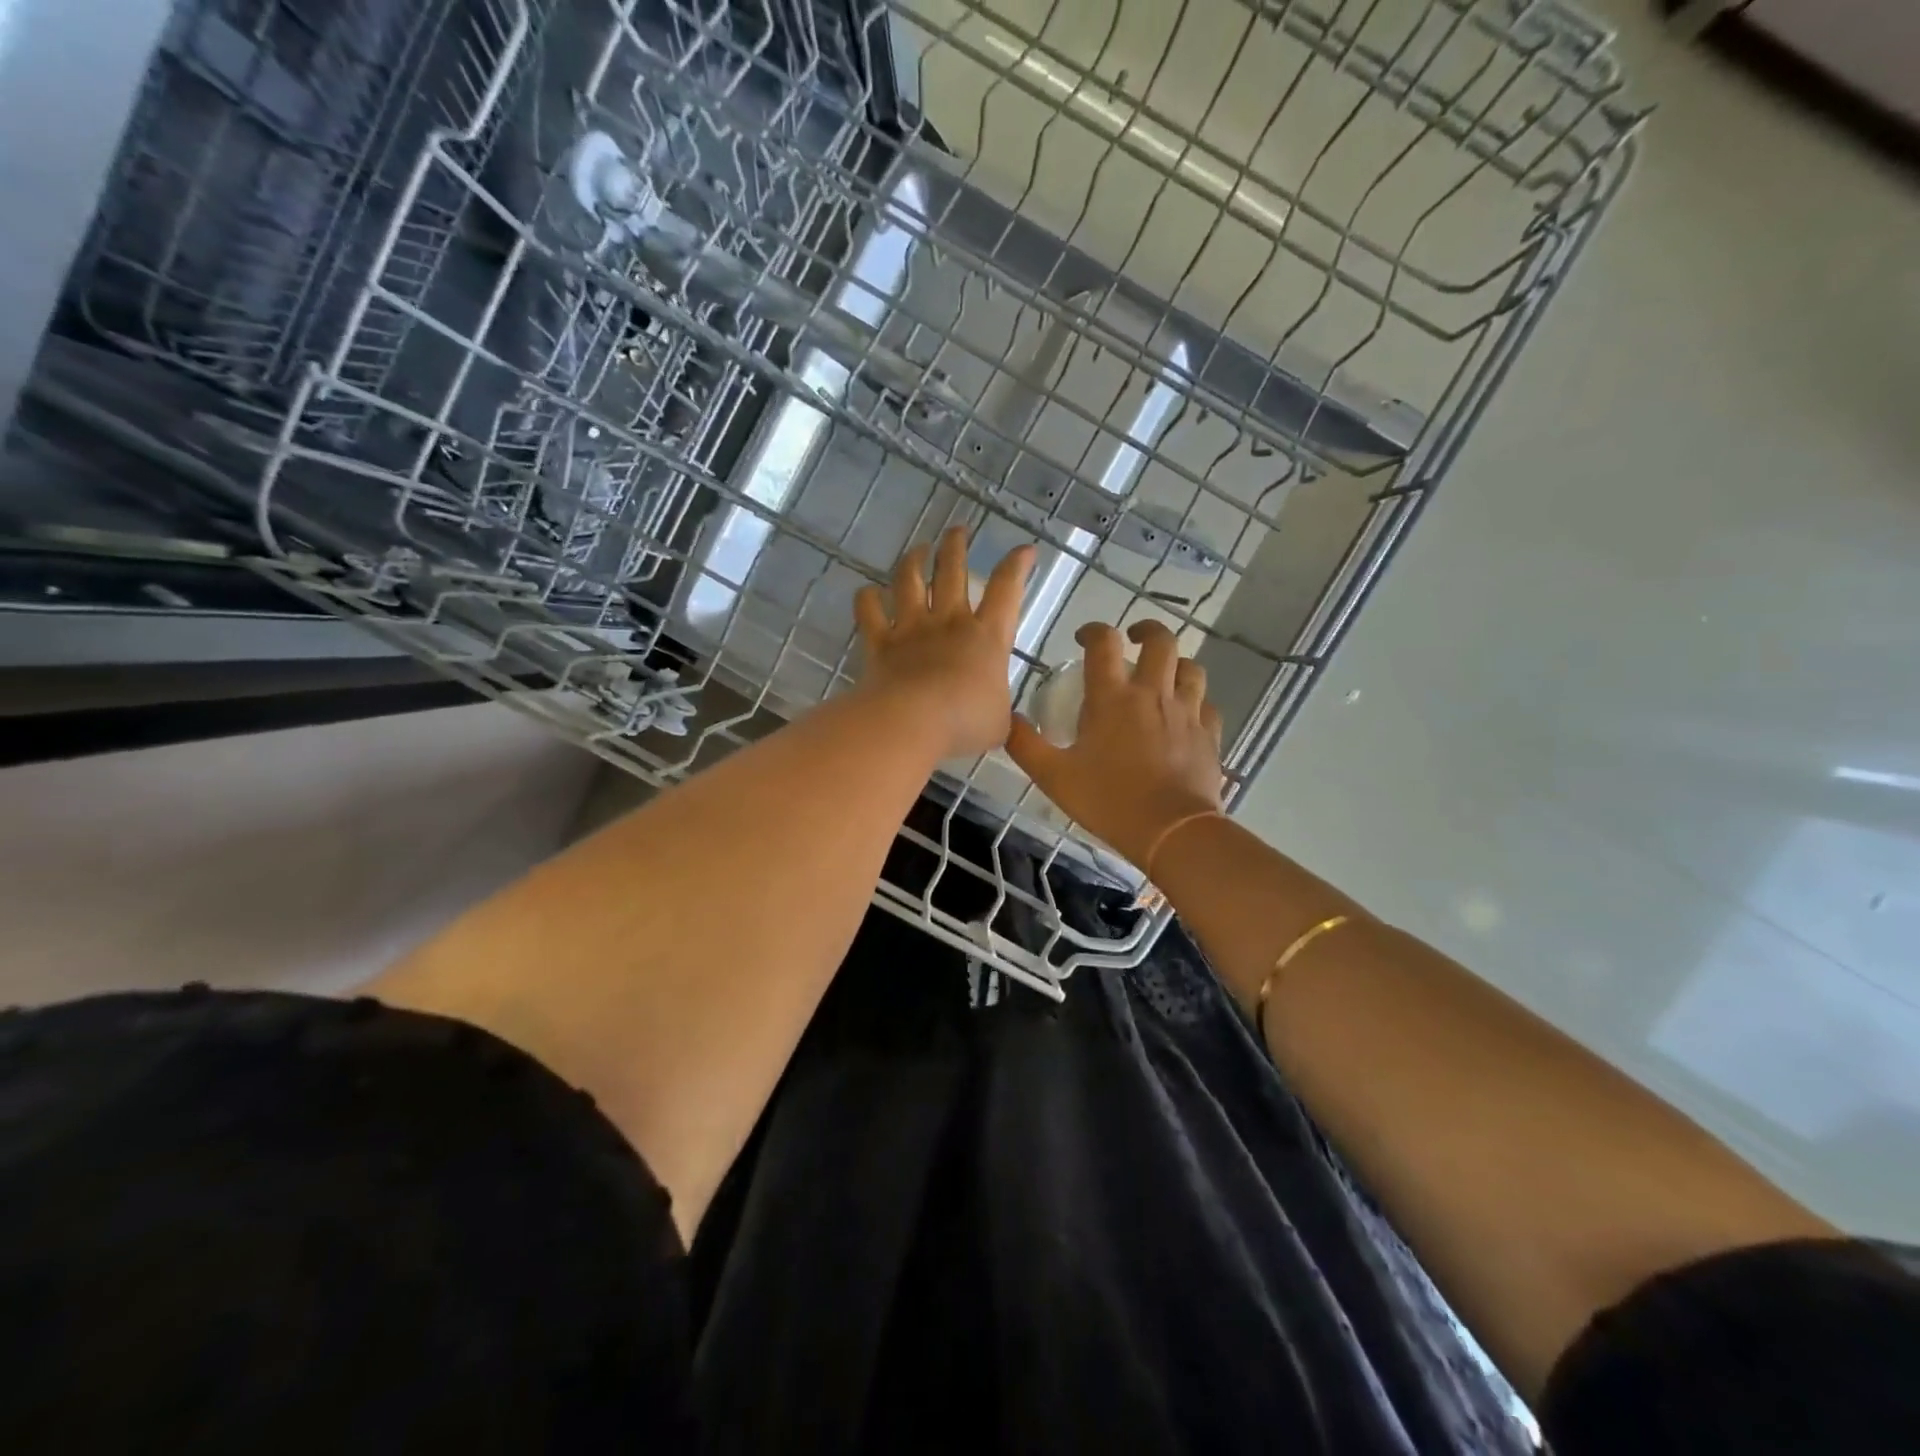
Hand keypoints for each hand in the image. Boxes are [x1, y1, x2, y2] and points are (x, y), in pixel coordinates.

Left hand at [854, 528, 1035, 759]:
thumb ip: (1001, 714)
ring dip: (914, 560)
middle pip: (953, 570)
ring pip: (910, 581)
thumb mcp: (998, 724)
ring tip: (918, 549)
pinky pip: (869, 612)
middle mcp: (949, 622)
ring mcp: (911, 628)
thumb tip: (1002, 719)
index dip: (1017, 565)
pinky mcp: (880, 642)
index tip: (1024, 550)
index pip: (1007, 590)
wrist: (912, 723)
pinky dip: (867, 598)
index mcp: (987, 637)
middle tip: (958, 530)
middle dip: (956, 545)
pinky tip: (867, 592)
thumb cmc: (965, 723)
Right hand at [1006, 620, 1224, 867]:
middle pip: (1161, 641)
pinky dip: (1196, 702)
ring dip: (1176, 664)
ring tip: (1163, 675)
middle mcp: (1153, 693)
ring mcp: (1186, 712)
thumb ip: (1025, 744)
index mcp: (1112, 697)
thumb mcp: (1053, 776)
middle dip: (1146, 630)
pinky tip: (1186, 715)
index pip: (1104, 643)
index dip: (1093, 631)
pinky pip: (1207, 705)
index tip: (1084, 638)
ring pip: (1191, 668)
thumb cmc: (1108, 800)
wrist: (1171, 831)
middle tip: (1133, 640)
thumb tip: (1007, 719)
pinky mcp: (1209, 735)